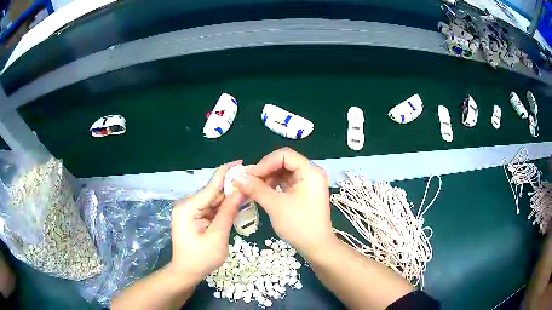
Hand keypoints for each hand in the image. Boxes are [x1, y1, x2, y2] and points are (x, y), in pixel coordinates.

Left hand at [170, 160, 246, 281]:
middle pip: (212, 192)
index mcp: (189, 207)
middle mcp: (187, 205)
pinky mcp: (193, 217)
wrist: (186, 272)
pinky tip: (236, 206)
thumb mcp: (217, 236)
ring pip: (213, 201)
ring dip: (228, 198)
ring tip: (248, 193)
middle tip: (251, 182)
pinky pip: (210, 209)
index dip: (226, 173)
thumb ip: (227, 212)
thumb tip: (240, 191)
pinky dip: (223, 208)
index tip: (241, 161)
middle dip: (231, 187)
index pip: (211, 186)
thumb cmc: (201, 258)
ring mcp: (190, 211)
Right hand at [234, 147, 333, 256]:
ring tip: (253, 188)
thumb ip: (256, 188)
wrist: (316, 246)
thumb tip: (236, 176)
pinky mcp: (304, 192)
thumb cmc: (299, 225)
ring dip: (268, 178)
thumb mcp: (275, 205)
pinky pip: (286, 182)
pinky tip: (263, 192)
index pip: (285, 155)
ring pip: (284, 172)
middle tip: (248, 181)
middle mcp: (311, 173)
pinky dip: (273, 185)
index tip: (249, 175)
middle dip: (265, 170)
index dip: (265, 163)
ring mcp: (308, 183)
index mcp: (310, 171)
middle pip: (284, 162)